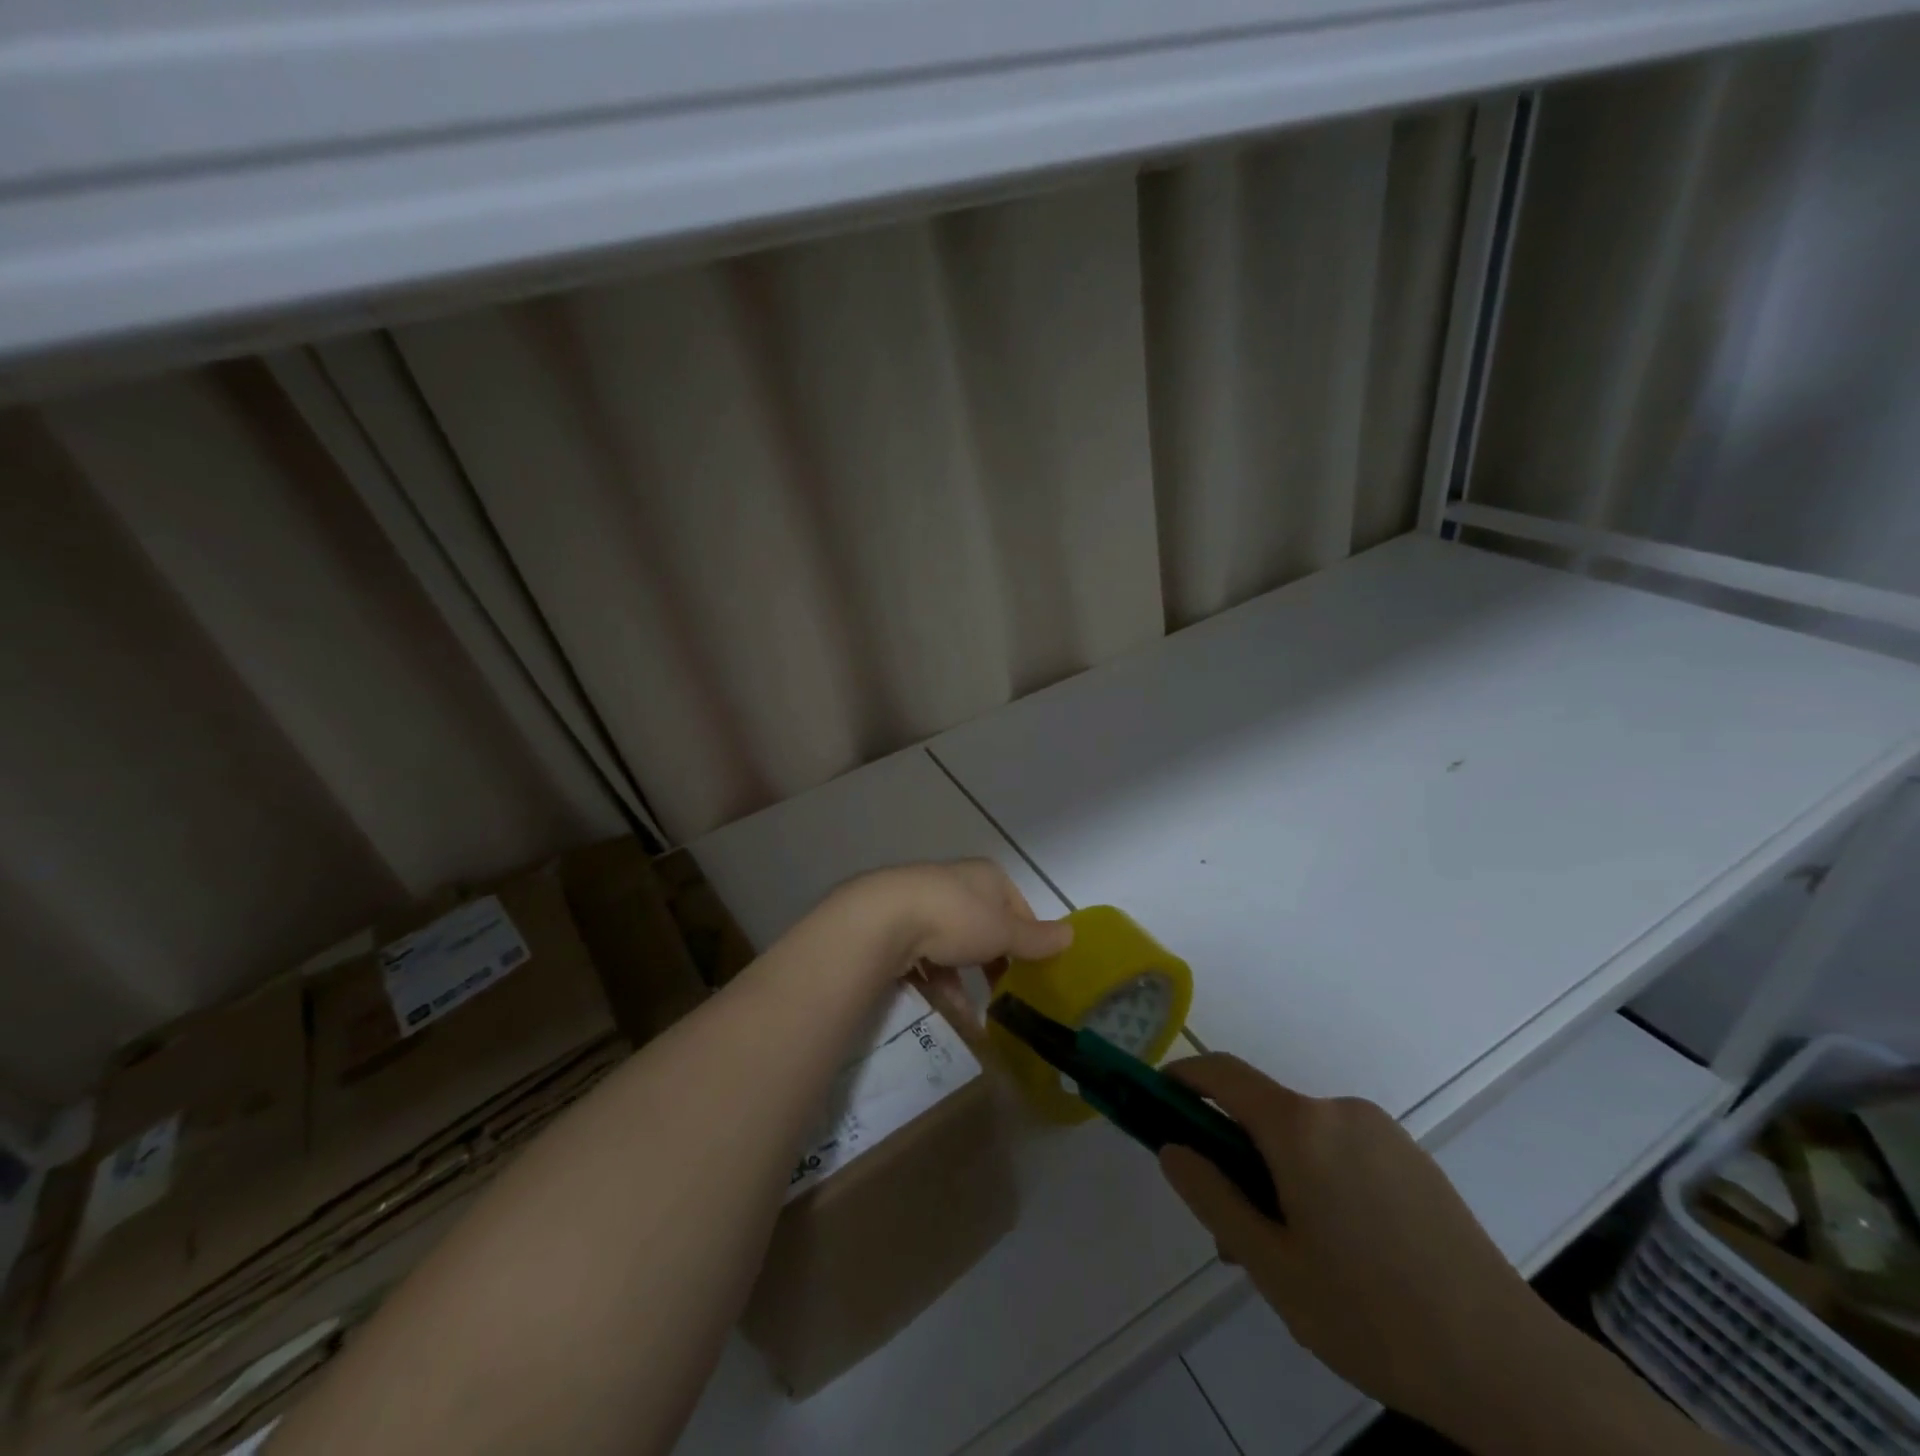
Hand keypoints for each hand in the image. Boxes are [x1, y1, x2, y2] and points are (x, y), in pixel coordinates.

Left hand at [834, 859, 1072, 990]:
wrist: (884, 919)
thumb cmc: (956, 917)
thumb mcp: (1004, 931)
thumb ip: (1036, 938)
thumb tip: (1072, 935)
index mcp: (985, 876)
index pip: (1016, 906)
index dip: (1028, 937)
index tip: (1033, 969)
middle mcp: (955, 883)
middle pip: (984, 926)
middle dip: (993, 961)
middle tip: (1005, 992)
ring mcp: (923, 903)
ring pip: (953, 946)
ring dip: (964, 980)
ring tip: (974, 1015)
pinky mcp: (897, 926)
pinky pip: (925, 958)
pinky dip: (938, 983)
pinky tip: (946, 1011)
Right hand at [1157, 1055, 1549, 1438]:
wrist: (1510, 1366)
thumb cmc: (1372, 1316)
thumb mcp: (1272, 1266)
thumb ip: (1212, 1196)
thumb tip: (1172, 1147)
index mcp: (1300, 1127)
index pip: (1222, 1074)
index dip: (1183, 1077)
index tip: (1157, 1098)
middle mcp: (1338, 1111)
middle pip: (1263, 1114)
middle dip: (1235, 1155)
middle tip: (1232, 1229)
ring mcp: (1381, 1131)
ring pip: (1303, 1137)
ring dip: (1278, 1174)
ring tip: (1292, 1256)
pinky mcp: (1412, 1157)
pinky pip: (1342, 1150)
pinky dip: (1318, 1178)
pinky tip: (1341, 1252)